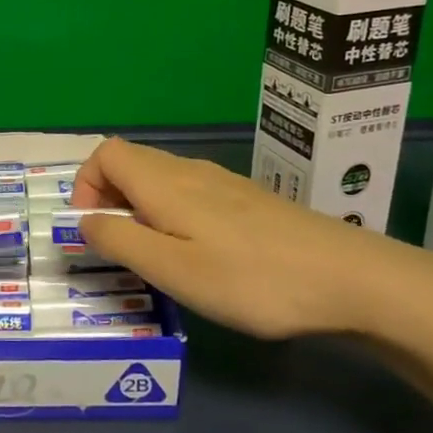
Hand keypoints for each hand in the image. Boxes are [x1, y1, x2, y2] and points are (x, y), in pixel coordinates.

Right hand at [72, 137, 432, 339]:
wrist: (350, 278)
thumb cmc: (252, 278)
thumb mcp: (174, 270)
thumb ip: (120, 242)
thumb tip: (83, 221)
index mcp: (164, 182)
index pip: (105, 153)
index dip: (85, 185)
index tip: (92, 230)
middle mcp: (189, 171)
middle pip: (130, 163)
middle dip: (108, 199)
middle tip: (119, 250)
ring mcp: (222, 183)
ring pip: (160, 179)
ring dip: (139, 209)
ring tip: (155, 257)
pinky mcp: (247, 200)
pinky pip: (189, 193)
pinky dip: (171, 215)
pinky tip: (198, 255)